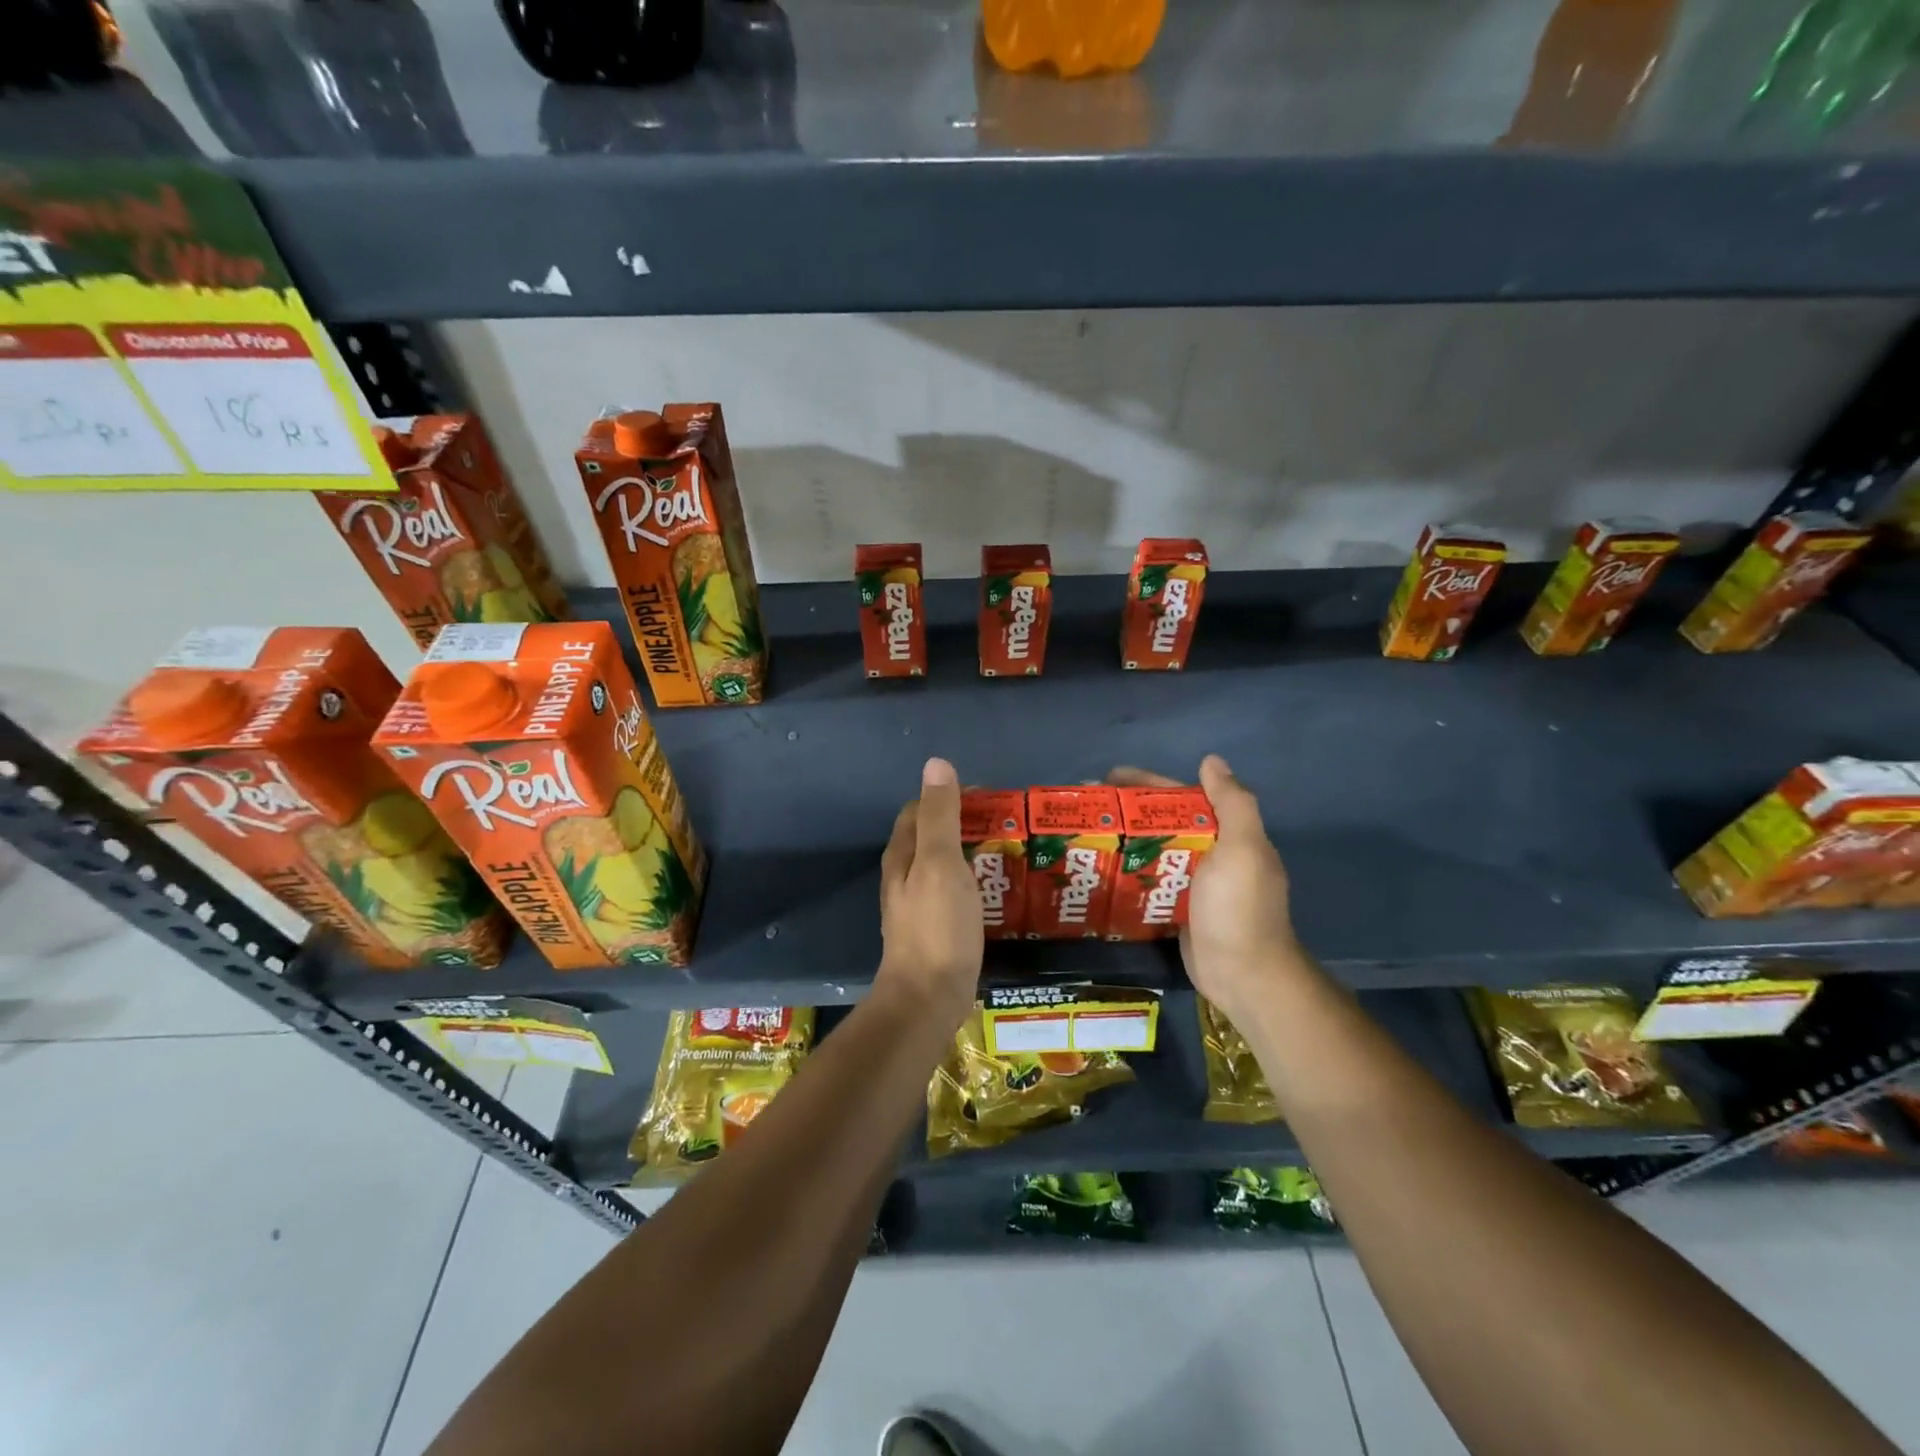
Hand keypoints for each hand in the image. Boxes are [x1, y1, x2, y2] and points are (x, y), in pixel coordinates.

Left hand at [877, 757, 983, 1033]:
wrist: (928, 998)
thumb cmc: (937, 926)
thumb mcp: (940, 863)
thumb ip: (940, 815)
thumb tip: (936, 763)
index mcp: (903, 854)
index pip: (921, 809)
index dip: (951, 797)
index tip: (991, 799)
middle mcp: (905, 875)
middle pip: (933, 837)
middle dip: (966, 824)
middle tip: (1008, 825)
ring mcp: (919, 905)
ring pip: (945, 866)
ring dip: (972, 854)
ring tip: (1011, 852)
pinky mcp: (936, 929)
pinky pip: (956, 893)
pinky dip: (975, 882)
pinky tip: (999, 890)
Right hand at [1108, 756, 1307, 1023]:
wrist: (1245, 976)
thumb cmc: (1237, 909)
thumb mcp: (1242, 849)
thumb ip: (1232, 803)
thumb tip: (1212, 760)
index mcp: (1227, 833)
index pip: (1181, 797)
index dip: (1146, 783)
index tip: (1108, 778)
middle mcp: (1212, 853)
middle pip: (1163, 822)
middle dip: (1127, 811)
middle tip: (1085, 809)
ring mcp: (1194, 884)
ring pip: (1153, 851)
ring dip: (1123, 841)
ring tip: (1083, 836)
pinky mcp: (1178, 910)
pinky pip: (1148, 881)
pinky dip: (1127, 872)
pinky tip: (1098, 870)